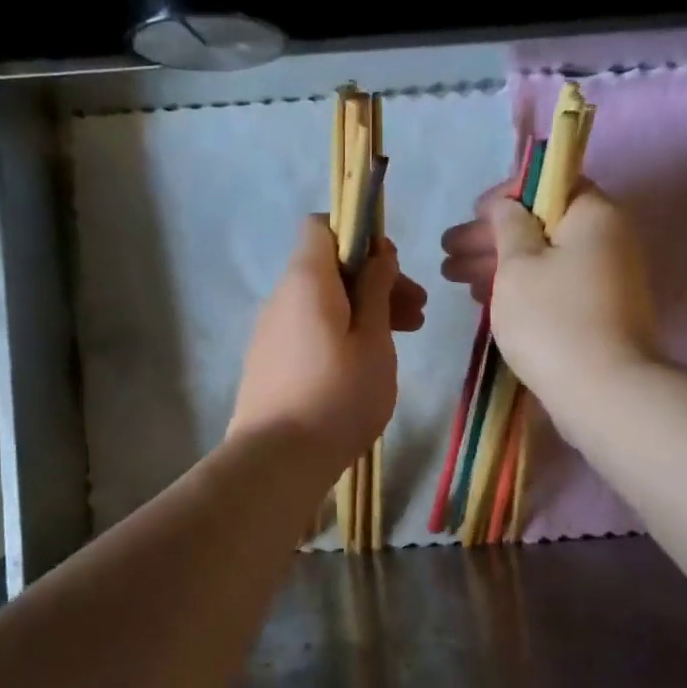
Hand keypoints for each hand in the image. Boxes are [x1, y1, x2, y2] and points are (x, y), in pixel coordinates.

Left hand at [231, 215, 426, 469]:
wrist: (277, 460)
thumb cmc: (338, 396)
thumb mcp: (373, 340)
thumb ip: (376, 290)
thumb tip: (376, 254)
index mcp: (306, 280)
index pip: (321, 226)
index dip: (359, 236)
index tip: (392, 269)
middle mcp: (281, 299)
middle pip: (328, 270)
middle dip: (374, 282)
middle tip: (417, 313)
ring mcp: (270, 334)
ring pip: (322, 305)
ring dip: (362, 312)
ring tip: (404, 339)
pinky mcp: (268, 365)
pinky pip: (309, 333)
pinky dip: (340, 335)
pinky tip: (365, 366)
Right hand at [440, 182, 657, 402]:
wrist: (603, 391)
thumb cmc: (552, 319)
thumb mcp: (518, 265)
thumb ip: (508, 226)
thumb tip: (507, 205)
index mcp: (593, 214)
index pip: (549, 186)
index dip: (506, 197)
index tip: (472, 215)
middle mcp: (607, 239)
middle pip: (542, 225)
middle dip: (491, 237)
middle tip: (448, 253)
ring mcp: (606, 279)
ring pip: (544, 259)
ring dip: (499, 265)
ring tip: (454, 279)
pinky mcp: (598, 314)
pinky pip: (553, 287)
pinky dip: (520, 288)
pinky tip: (486, 299)